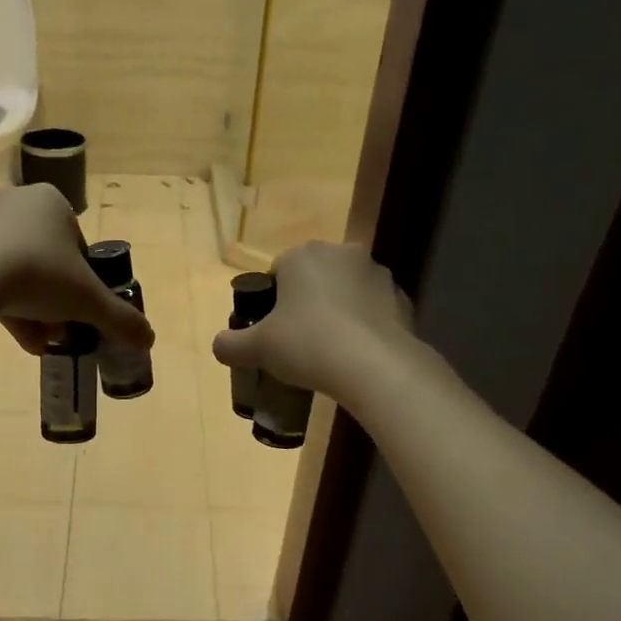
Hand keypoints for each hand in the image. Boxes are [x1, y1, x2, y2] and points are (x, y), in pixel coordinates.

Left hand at [0, 184, 153, 353]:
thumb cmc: (39, 274)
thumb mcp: (88, 301)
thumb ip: (120, 319)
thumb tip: (149, 339)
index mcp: (53, 202)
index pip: (78, 245)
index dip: (84, 281)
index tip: (82, 309)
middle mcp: (17, 202)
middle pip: (48, 260)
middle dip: (57, 299)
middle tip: (62, 330)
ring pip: (18, 271)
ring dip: (33, 308)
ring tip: (41, 343)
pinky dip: (5, 304)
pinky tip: (18, 338)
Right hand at [211, 241, 415, 400]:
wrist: (375, 367)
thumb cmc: (308, 345)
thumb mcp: (258, 348)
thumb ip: (231, 344)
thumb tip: (218, 346)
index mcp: (304, 255)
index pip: (278, 270)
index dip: (272, 300)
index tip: (272, 329)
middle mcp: (342, 253)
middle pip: (315, 277)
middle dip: (306, 301)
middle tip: (297, 339)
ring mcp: (377, 274)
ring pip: (346, 291)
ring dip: (337, 310)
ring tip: (329, 350)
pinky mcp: (402, 299)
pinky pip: (373, 310)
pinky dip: (364, 325)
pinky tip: (356, 354)